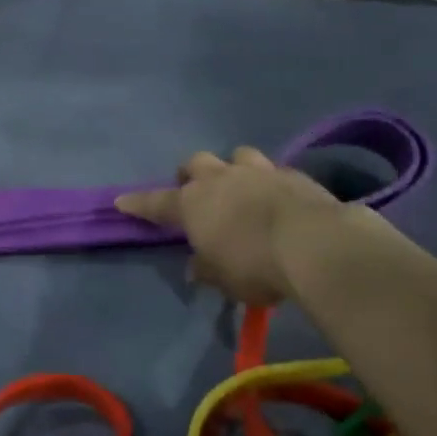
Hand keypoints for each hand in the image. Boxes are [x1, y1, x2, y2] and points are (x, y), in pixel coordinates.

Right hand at [117, 147, 399, 306]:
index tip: (122, 201)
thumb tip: (197, 265)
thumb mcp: (224, 279)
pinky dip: (270, 183)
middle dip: (191, 174)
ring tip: (240, 186)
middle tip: (195, 190)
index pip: (156, 202)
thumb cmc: (255, 266)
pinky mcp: (292, 174)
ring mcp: (258, 171)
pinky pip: (273, 171)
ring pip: (237, 155)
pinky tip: (279, 199)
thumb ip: (207, 269)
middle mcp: (221, 179)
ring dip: (233, 168)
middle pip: (196, 163)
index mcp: (194, 204)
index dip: (139, 203)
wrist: (314, 243)